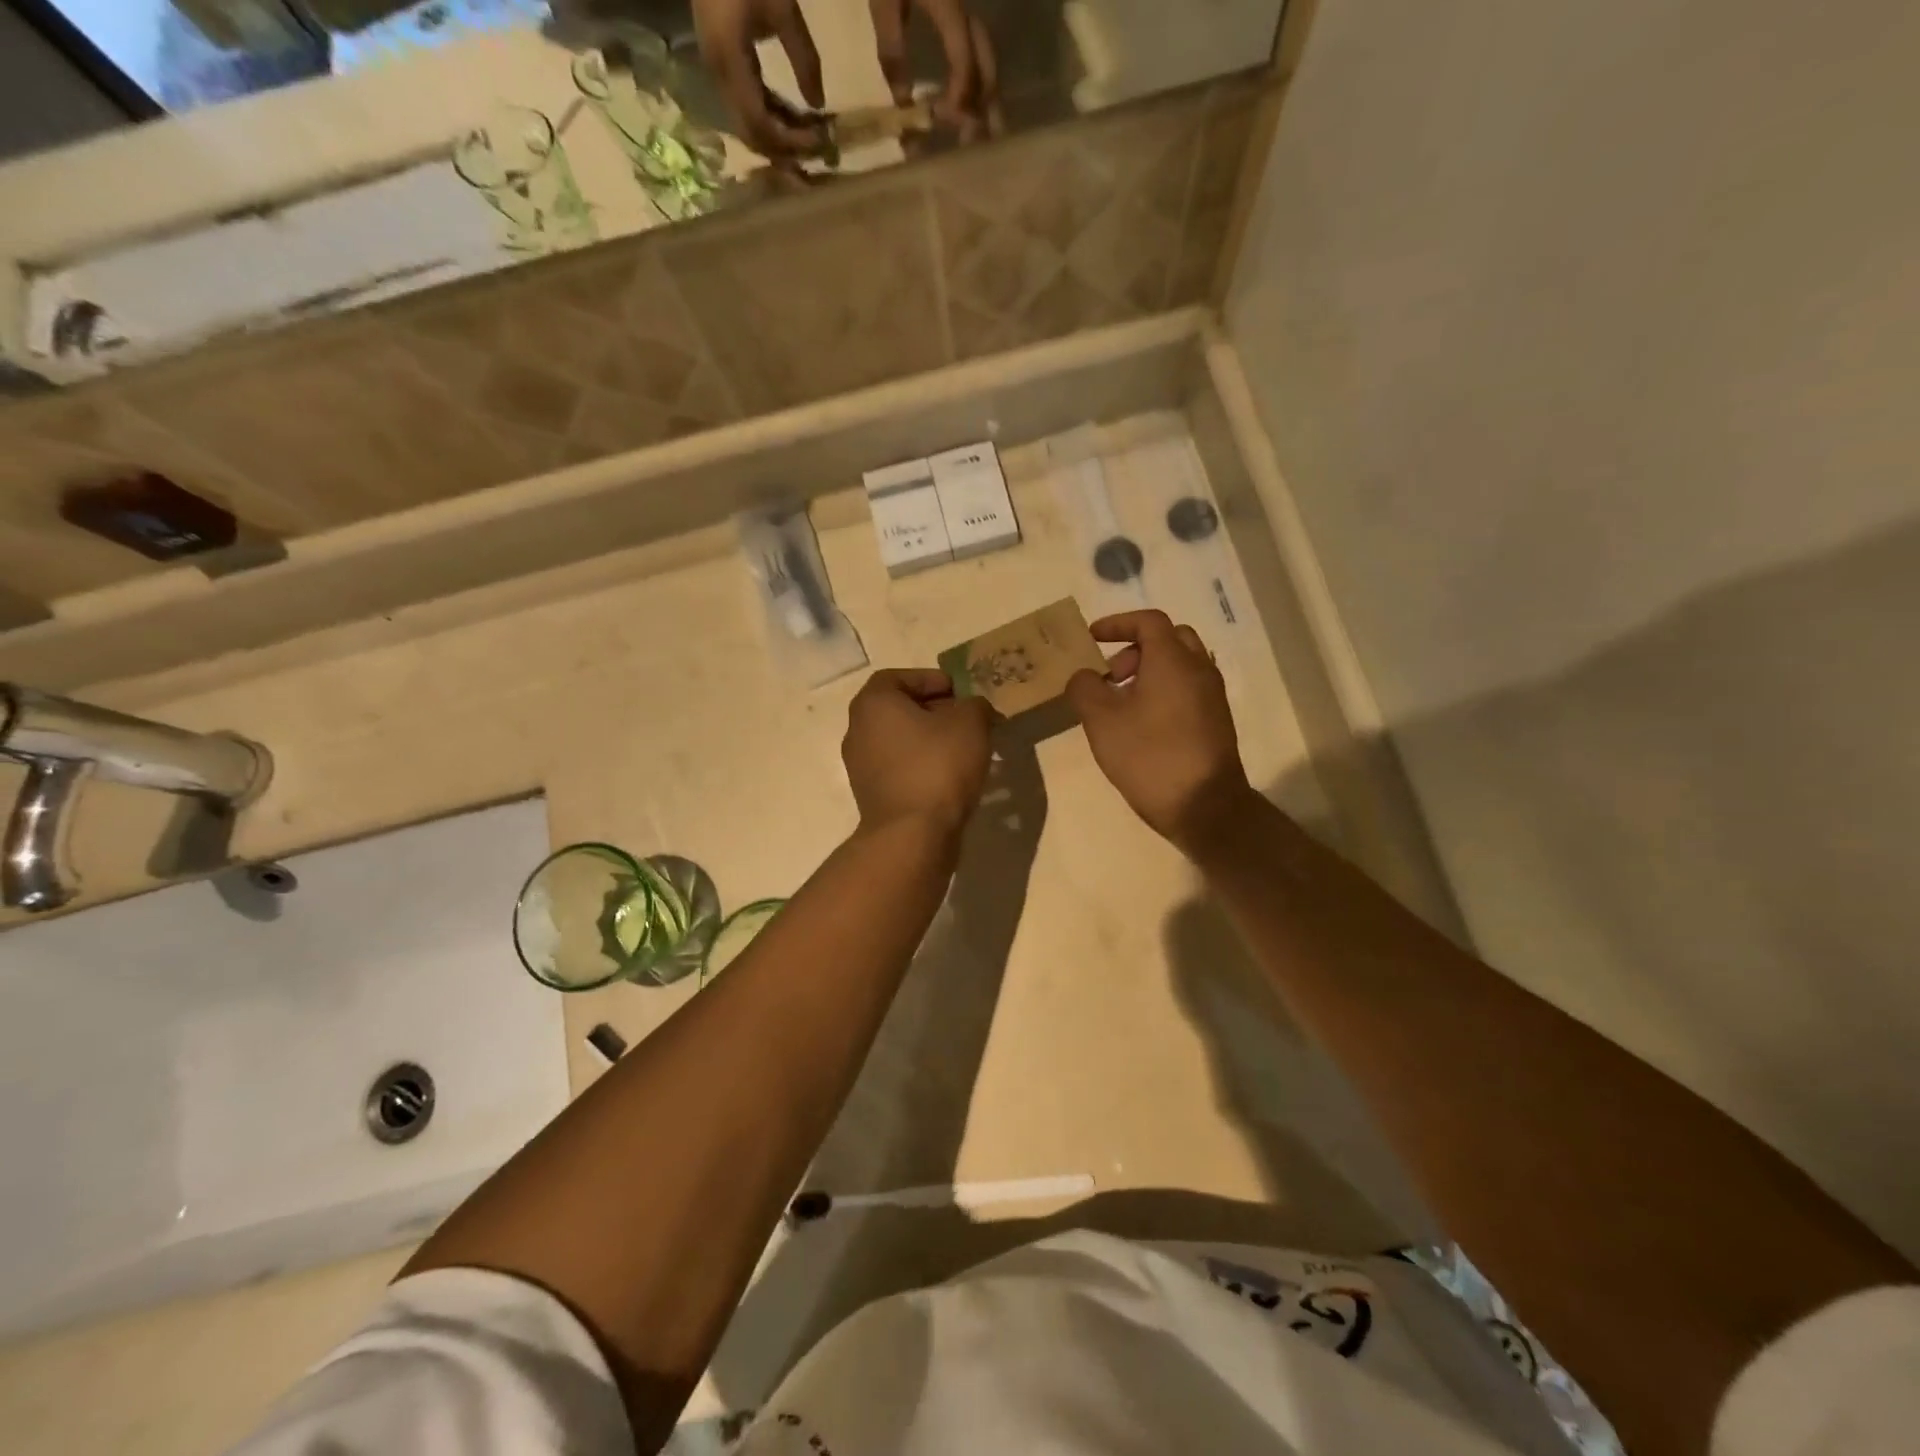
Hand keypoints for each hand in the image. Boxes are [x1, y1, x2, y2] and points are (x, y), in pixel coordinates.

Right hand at [693, 0, 825, 162]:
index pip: (761, 123)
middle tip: (816, 158)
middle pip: (752, 134)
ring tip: (810, 144)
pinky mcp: (723, 68)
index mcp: (729, 61)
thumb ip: (803, 56)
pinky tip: (795, 123)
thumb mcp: (782, 7)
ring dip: (779, 141)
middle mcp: (719, 76)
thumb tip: (819, 105)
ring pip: (749, 127)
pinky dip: (772, 121)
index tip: (820, 141)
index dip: (791, 140)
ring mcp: (718, 73)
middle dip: (784, 152)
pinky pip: (747, 109)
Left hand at [843, 668, 993, 836]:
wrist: (912, 834)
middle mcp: (858, 730)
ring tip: (965, 749)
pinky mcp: (871, 795)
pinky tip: (951, 777)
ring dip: (930, 740)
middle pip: (898, 709)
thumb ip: (975, 705)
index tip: (960, 692)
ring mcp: (860, 766)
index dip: (931, 679)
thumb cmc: (938, 766)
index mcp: (873, 704)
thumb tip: (974, 709)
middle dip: (935, 710)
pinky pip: (900, 769)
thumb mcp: (971, 723)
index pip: (898, 677)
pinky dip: (922, 766)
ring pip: (900, 741)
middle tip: (968, 719)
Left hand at [869, 0, 1000, 139]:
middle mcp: (967, 11)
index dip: (959, 96)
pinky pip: (974, 53)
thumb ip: (893, 51)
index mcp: (949, 7)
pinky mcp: (958, 12)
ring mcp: (966, 9)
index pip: (965, 62)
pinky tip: (965, 104)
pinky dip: (974, 82)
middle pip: (986, 65)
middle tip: (973, 144)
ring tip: (976, 133)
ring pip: (985, 61)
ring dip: (983, 100)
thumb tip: (903, 105)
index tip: (945, 122)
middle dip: (983, 107)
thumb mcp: (884, 1)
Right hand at [1066, 611, 1257, 854]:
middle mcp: (1199, 669)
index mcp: (1172, 660)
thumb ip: (1085, 688)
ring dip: (1150, 671)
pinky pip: (1188, 689)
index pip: (1148, 621)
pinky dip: (1164, 691)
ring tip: (1122, 704)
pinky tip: (1142, 724)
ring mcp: (1212, 696)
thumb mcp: (1101, 721)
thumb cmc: (1149, 755)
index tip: (1092, 638)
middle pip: (1170, 639)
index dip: (1117, 623)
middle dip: (1136, 647)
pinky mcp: (1216, 721)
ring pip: (1181, 665)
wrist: (1204, 805)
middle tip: (1111, 675)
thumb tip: (1084, 676)